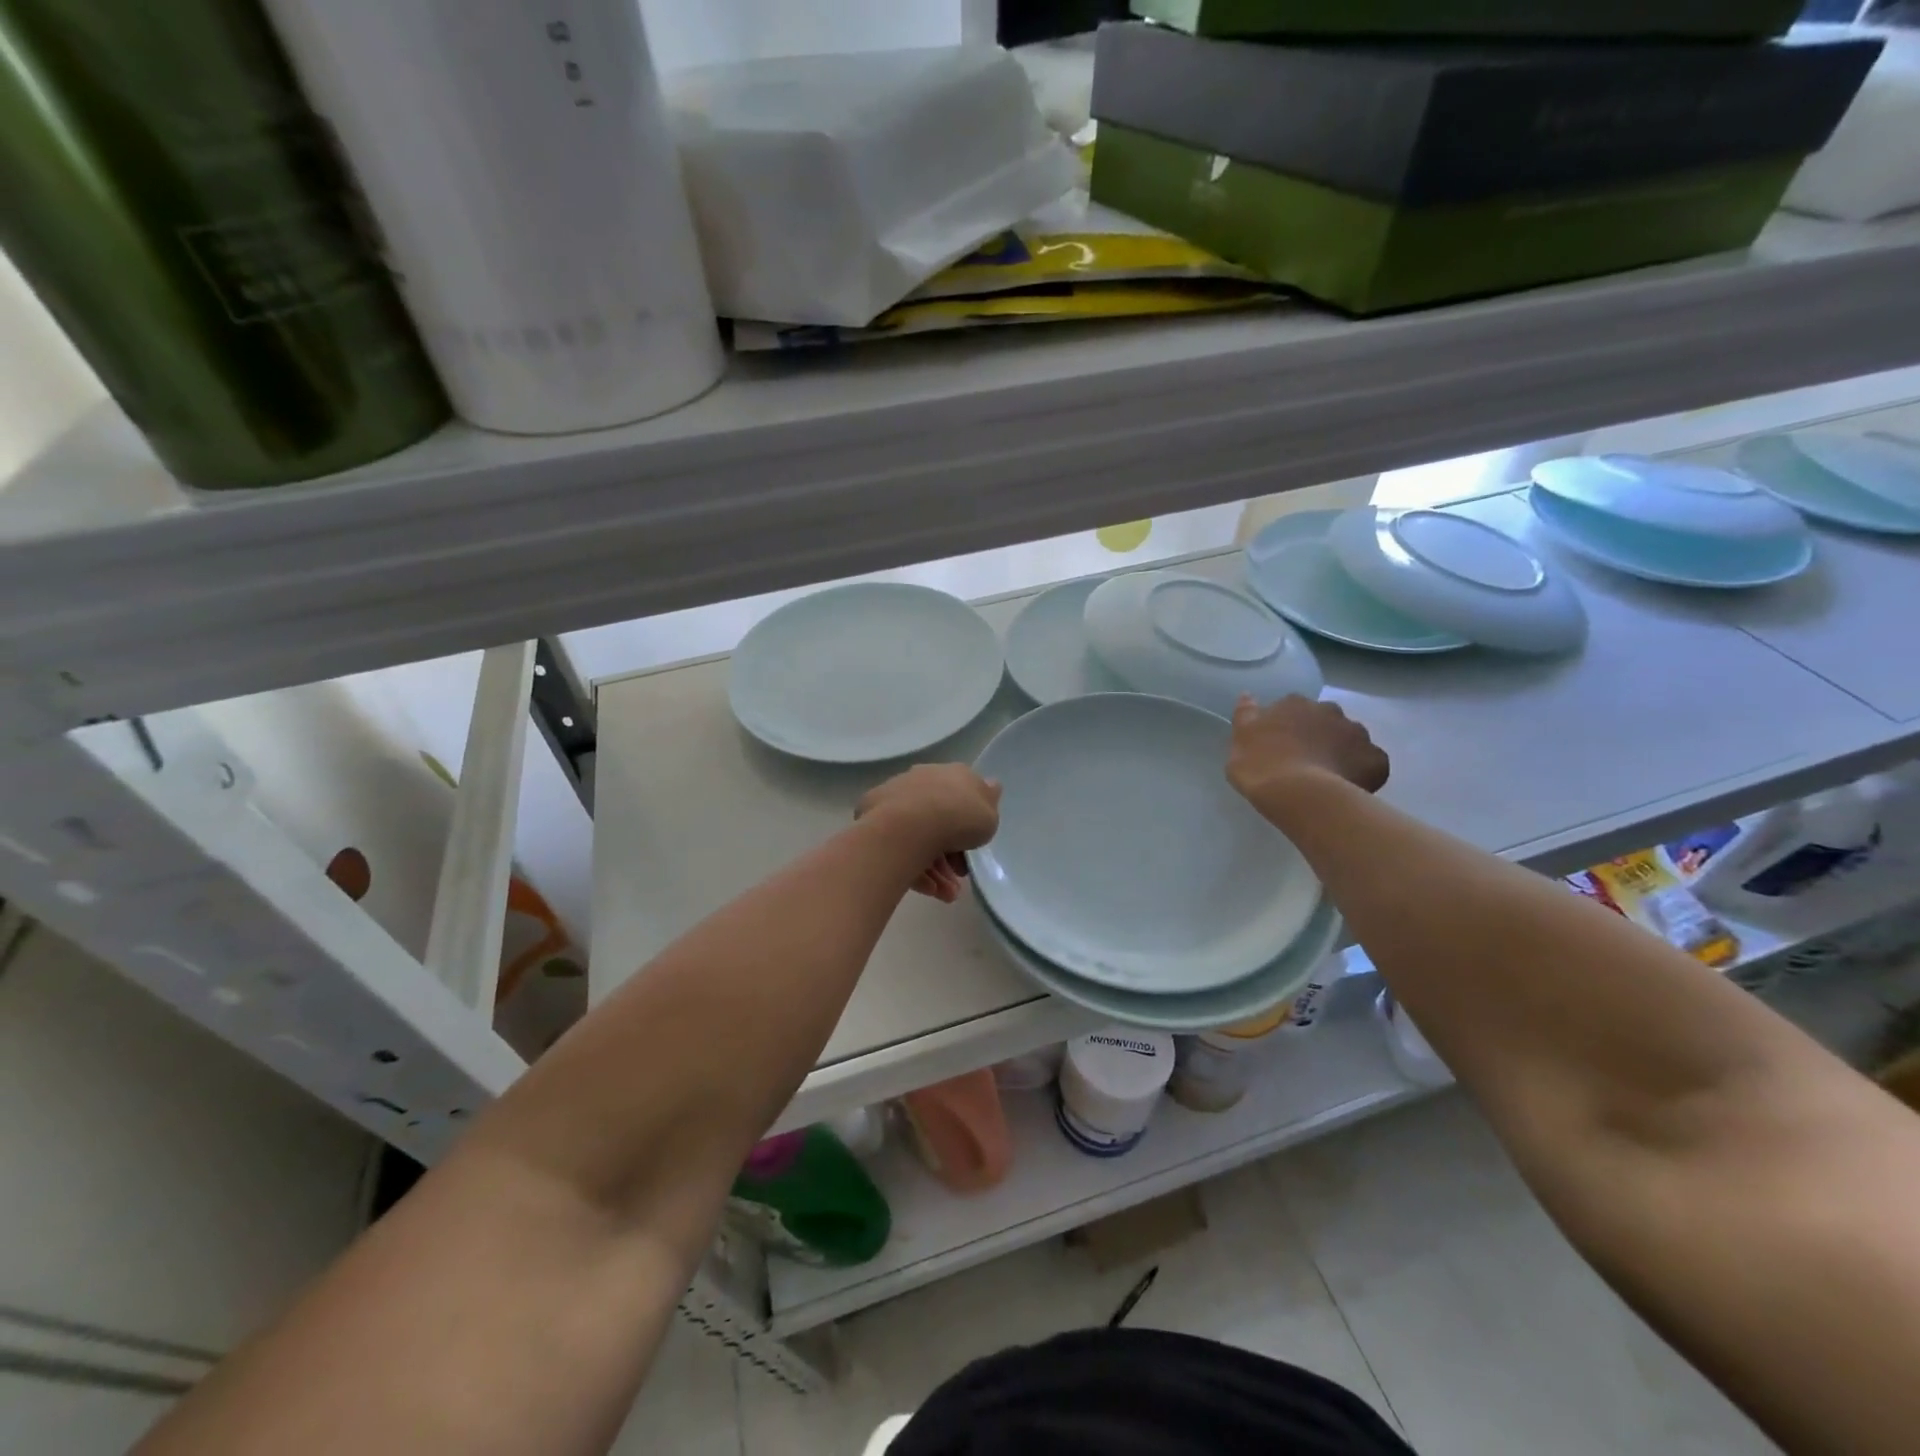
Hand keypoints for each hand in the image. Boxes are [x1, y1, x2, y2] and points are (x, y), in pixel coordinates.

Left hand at [857, 764, 1002, 902]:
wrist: (909, 825)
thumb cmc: (959, 817)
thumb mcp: (988, 814)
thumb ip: (988, 804)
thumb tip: (989, 786)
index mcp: (950, 774)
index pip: (961, 798)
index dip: (969, 826)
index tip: (972, 851)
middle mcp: (921, 780)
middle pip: (938, 820)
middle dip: (951, 853)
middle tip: (958, 877)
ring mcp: (895, 799)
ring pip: (919, 837)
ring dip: (935, 869)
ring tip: (945, 894)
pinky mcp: (873, 819)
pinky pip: (900, 846)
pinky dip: (914, 868)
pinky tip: (928, 890)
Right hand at [1227, 694, 1388, 807]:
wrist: (1299, 794)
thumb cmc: (1260, 766)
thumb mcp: (1240, 739)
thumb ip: (1246, 715)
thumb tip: (1248, 695)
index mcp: (1295, 704)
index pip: (1293, 709)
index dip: (1288, 727)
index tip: (1281, 746)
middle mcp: (1329, 711)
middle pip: (1325, 720)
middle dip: (1319, 735)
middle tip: (1305, 761)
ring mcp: (1357, 733)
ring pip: (1350, 739)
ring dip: (1341, 751)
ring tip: (1327, 777)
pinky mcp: (1376, 759)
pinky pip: (1370, 763)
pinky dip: (1362, 772)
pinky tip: (1347, 787)